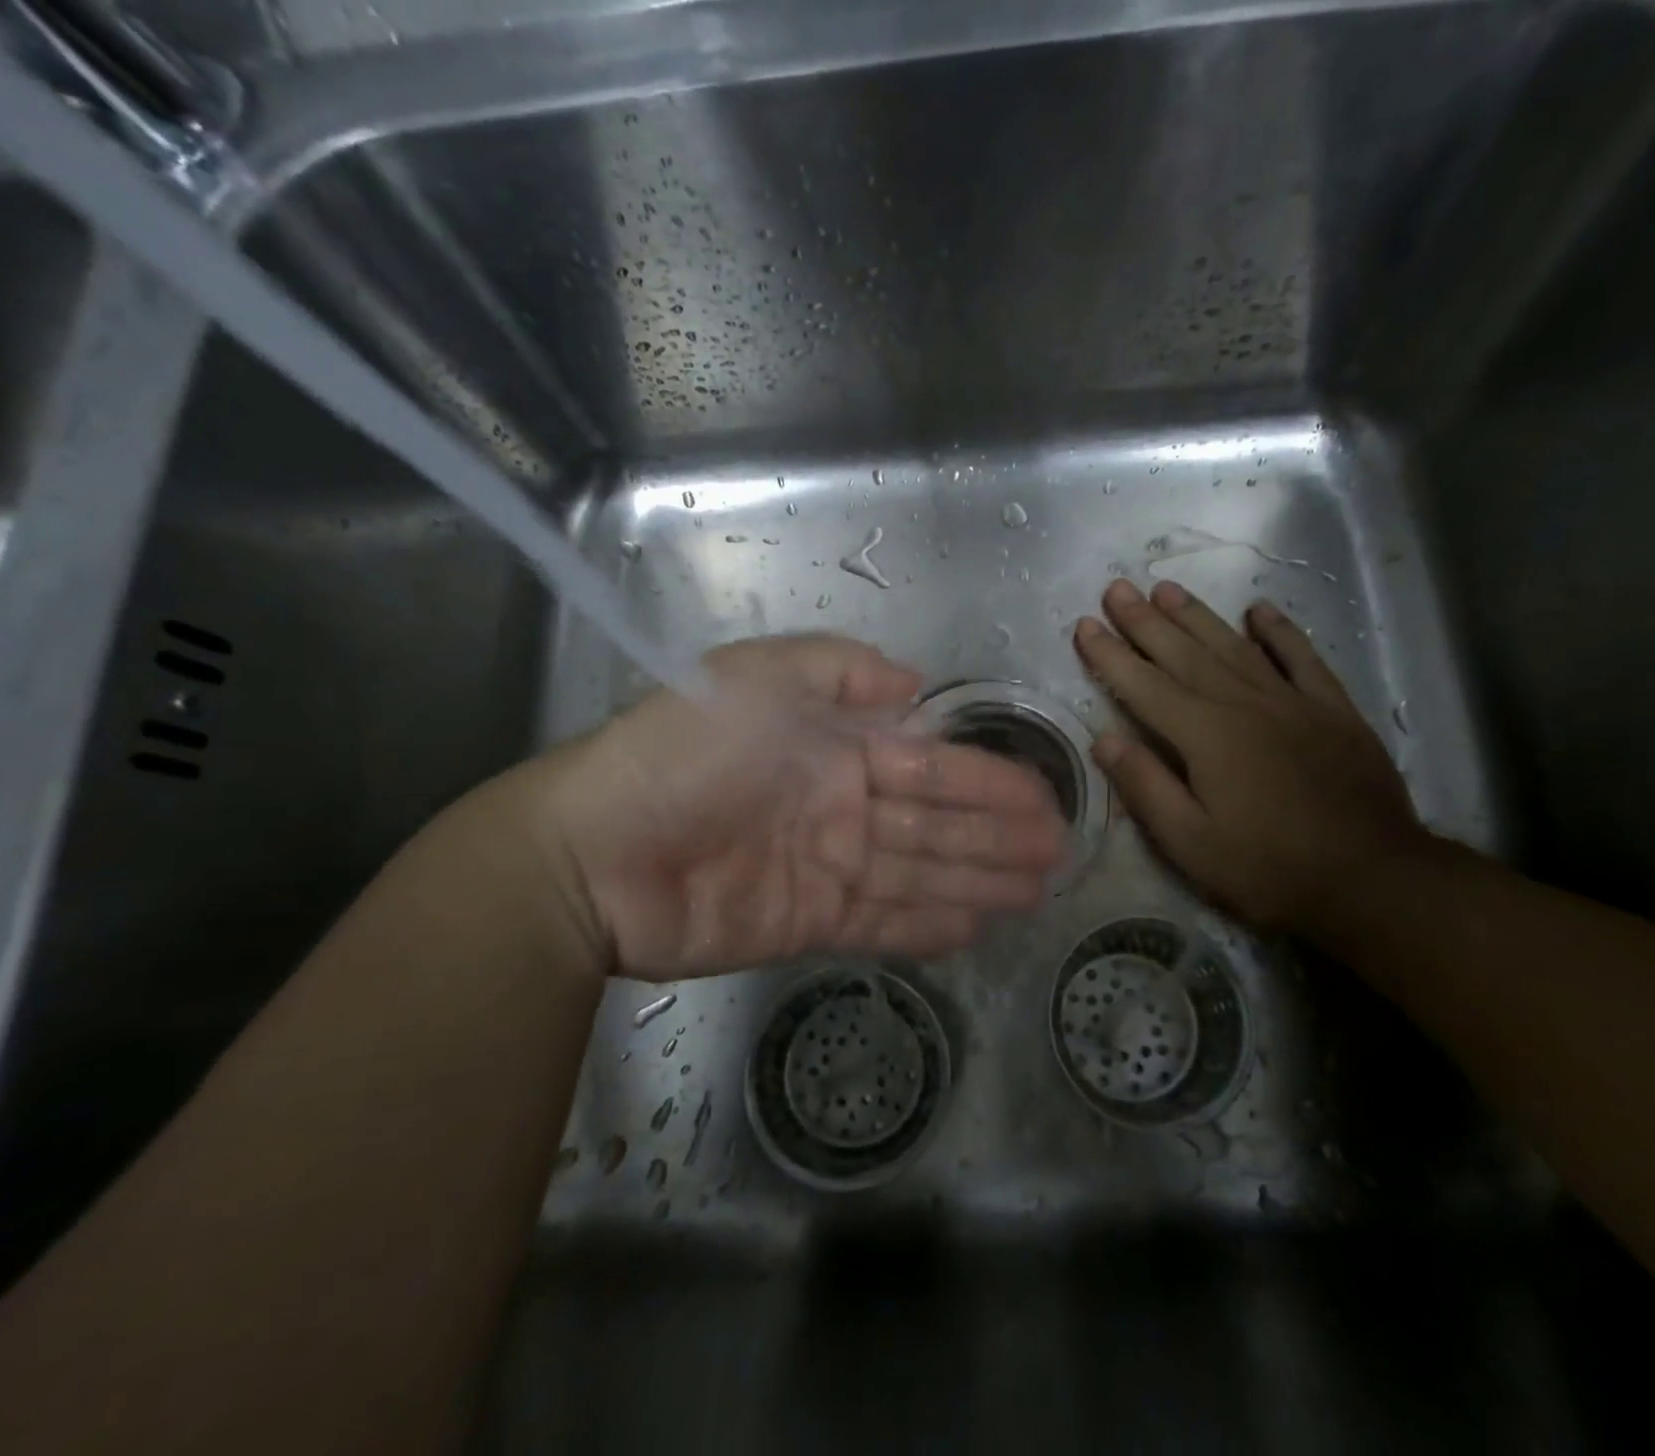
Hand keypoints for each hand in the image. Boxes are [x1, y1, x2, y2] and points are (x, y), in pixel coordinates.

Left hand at [527, 634, 1065, 979]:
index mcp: (835, 747)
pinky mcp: (808, 922)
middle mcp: (841, 805)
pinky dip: (929, 925)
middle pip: (936, 823)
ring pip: (920, 873)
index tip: (1042, 799)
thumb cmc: (683, 753)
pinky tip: (977, 925)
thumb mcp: (757, 678)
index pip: (930, 766)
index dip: (989, 782)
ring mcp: (828, 868)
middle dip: (999, 835)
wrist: (596, 854)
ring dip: (979, 880)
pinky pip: (883, 922)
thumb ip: (840, 671)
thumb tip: (915, 685)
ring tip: (1037, 890)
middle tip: (1058, 851)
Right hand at [1073, 579, 1430, 933]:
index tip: (1084, 626)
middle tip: (1116, 589)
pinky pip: (1301, 657)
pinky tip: (1258, 610)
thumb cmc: (1268, 868)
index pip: (1144, 686)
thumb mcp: (1190, 843)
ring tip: (1166, 588)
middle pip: (1184, 654)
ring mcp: (1292, 701)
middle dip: (1145, 621)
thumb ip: (1146, 787)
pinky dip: (1279, 631)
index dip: (1110, 655)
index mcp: (1205, 736)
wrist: (1372, 878)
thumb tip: (1104, 740)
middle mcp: (1244, 704)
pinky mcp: (1332, 709)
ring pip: (1234, 646)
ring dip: (1197, 615)